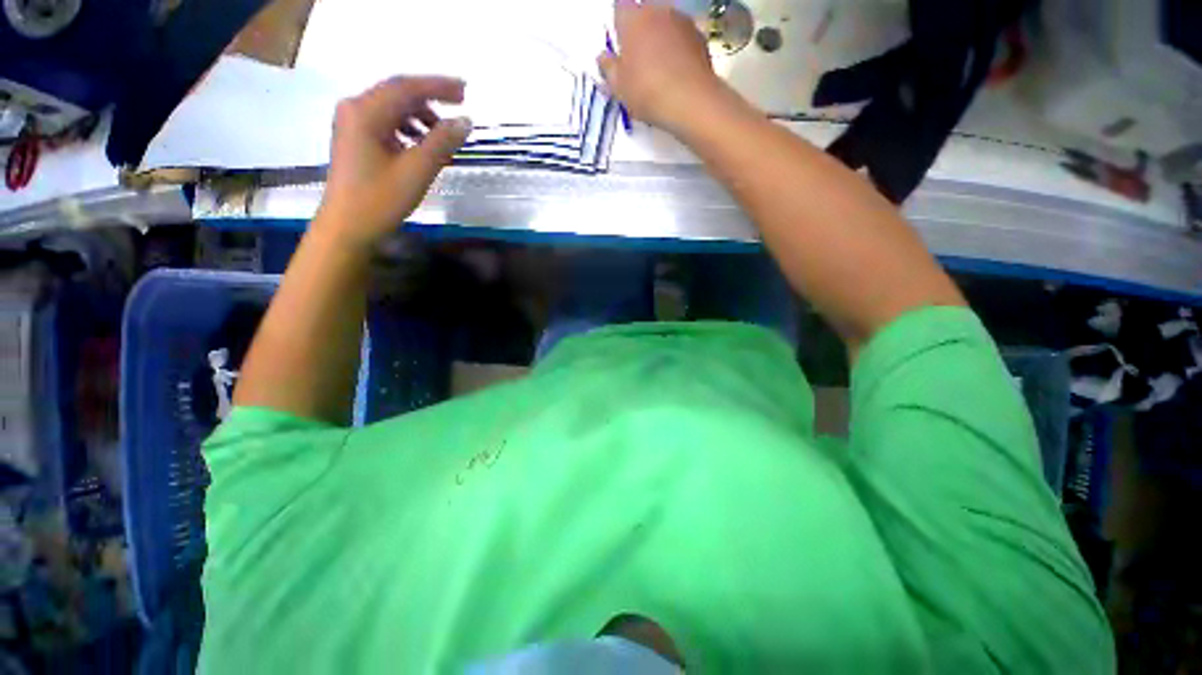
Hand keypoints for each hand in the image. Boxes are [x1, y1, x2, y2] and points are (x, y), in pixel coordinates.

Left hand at [317, 76, 471, 249]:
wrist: (348, 227)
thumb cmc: (381, 199)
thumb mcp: (417, 170)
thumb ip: (442, 142)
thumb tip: (465, 121)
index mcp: (366, 112)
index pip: (407, 87)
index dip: (438, 86)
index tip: (466, 91)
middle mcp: (355, 109)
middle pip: (398, 92)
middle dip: (431, 96)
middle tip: (461, 103)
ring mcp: (352, 124)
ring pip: (392, 108)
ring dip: (421, 115)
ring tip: (444, 133)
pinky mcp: (356, 140)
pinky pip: (386, 123)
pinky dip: (408, 128)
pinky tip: (422, 143)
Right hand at [598, 0, 728, 133]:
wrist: (690, 101)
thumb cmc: (647, 92)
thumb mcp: (619, 88)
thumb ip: (608, 69)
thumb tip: (603, 58)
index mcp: (632, 18)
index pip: (619, 9)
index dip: (619, 27)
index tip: (620, 47)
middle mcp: (658, 11)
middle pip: (645, 15)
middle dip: (640, 33)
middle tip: (637, 62)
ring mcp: (682, 21)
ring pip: (665, 25)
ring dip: (660, 40)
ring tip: (658, 71)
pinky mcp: (700, 37)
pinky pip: (683, 39)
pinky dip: (678, 51)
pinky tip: (676, 74)